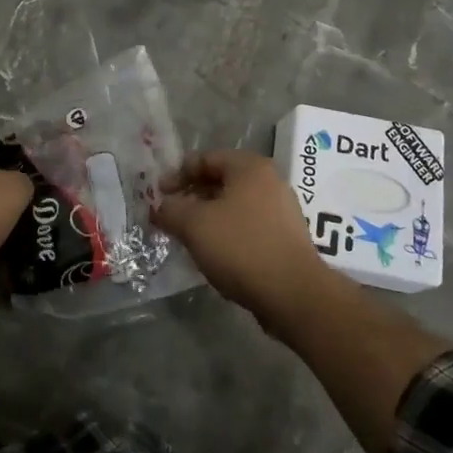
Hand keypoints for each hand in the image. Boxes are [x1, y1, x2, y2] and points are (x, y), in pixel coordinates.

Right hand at [155, 149, 331, 325]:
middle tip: (170, 216)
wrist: (294, 294)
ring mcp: (282, 210)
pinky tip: (214, 253)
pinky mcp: (286, 238)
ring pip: (234, 205)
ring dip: (208, 217)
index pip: (205, 158)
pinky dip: (227, 233)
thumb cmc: (241, 247)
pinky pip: (248, 226)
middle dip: (191, 197)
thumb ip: (170, 210)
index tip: (158, 196)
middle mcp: (270, 181)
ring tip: (188, 237)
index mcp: (250, 167)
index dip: (177, 174)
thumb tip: (159, 207)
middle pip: (220, 181)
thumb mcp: (194, 224)